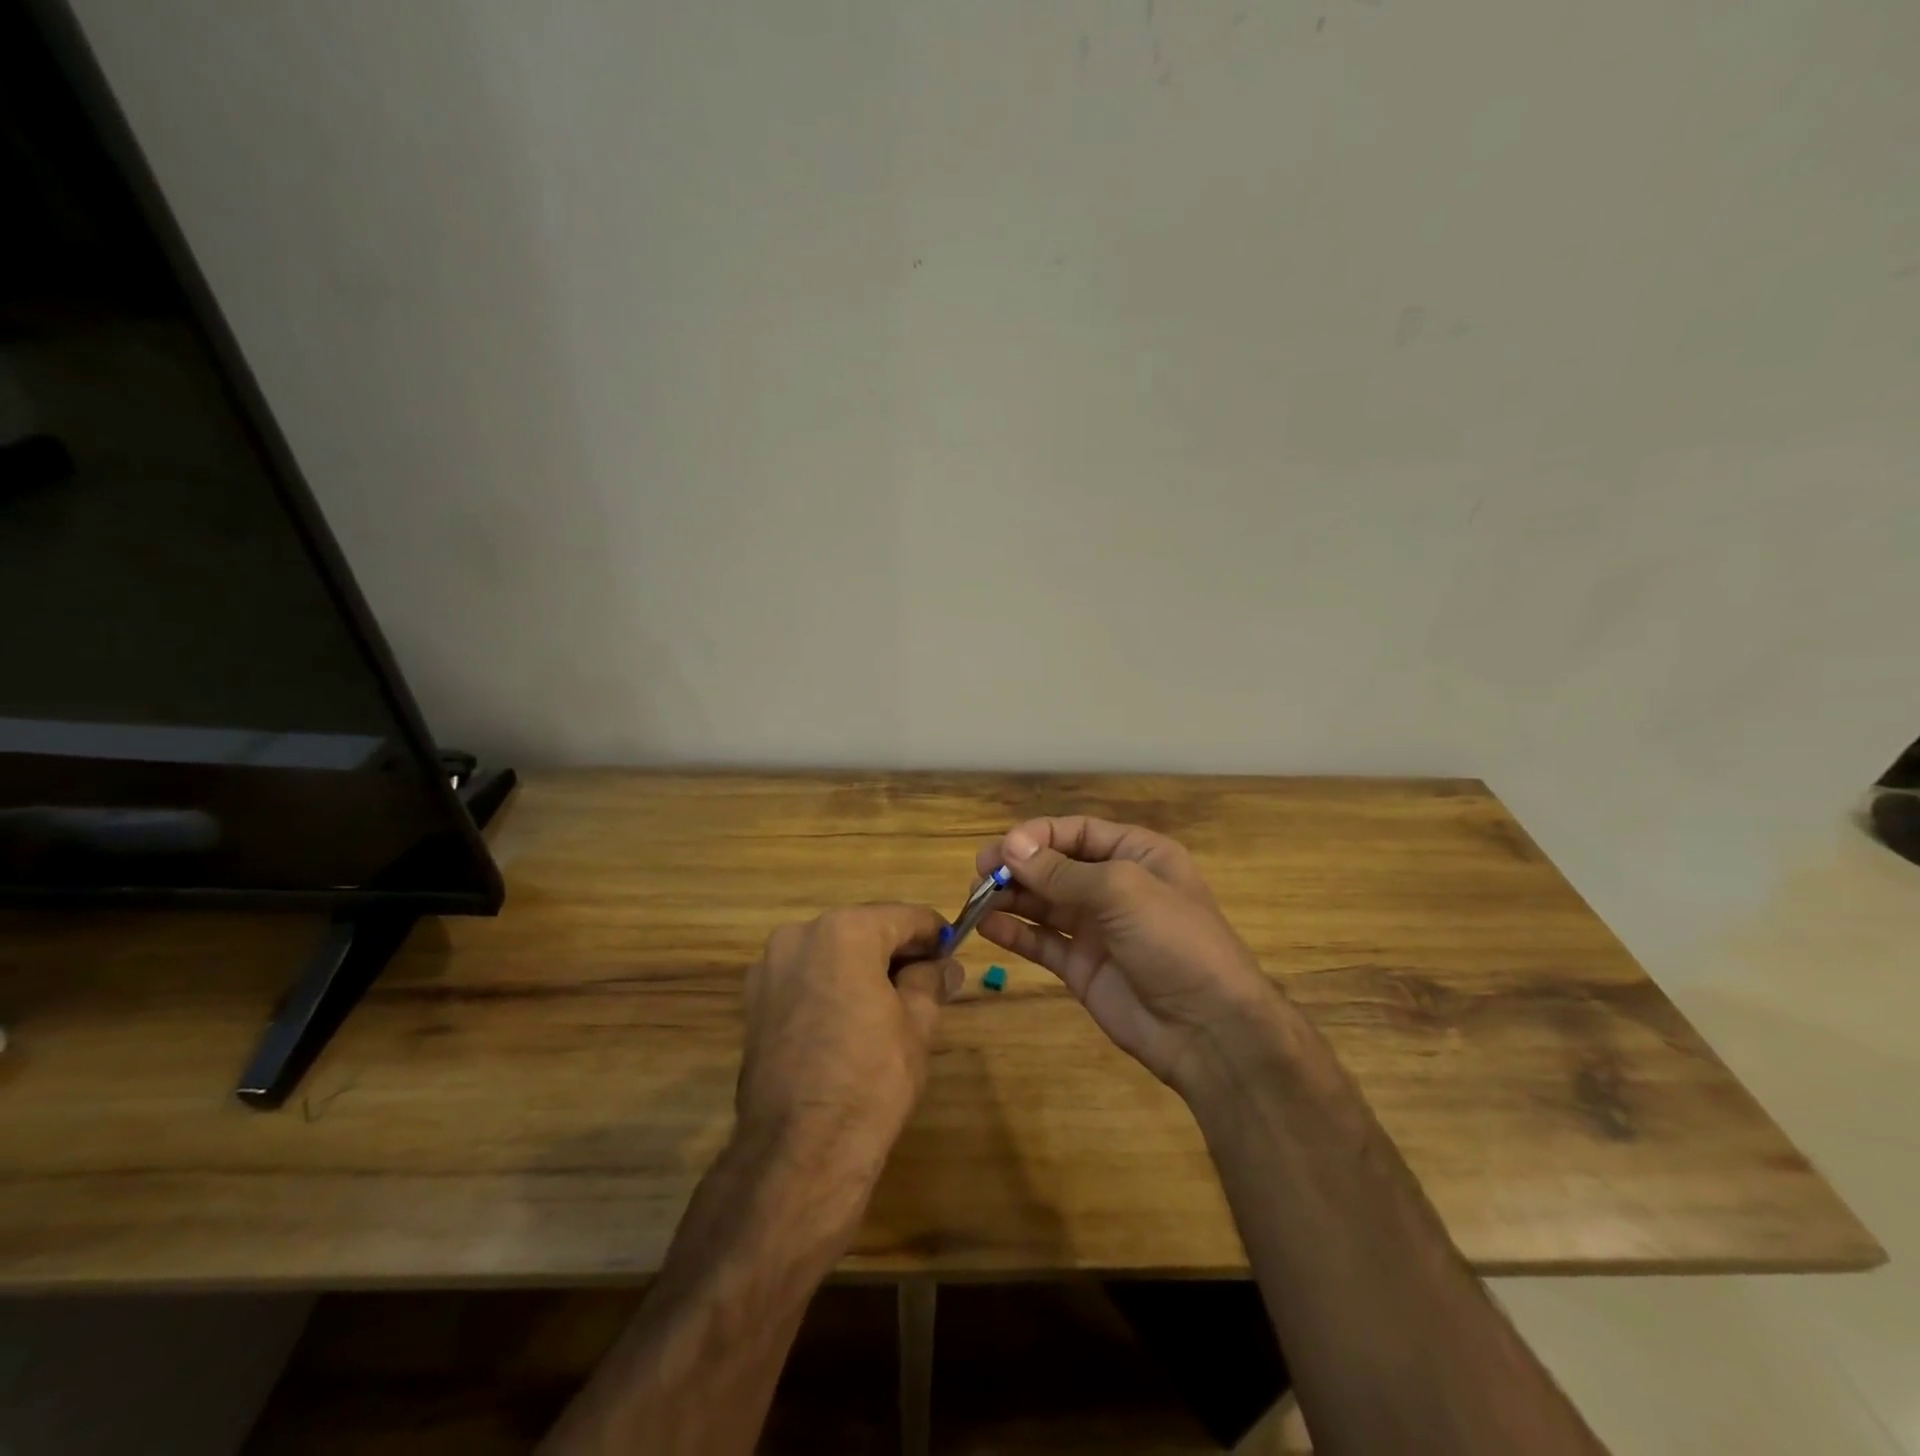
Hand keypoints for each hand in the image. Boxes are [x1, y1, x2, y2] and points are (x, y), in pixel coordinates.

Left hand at [738, 903, 960, 1176]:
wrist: (799, 1150)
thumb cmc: (870, 1078)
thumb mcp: (917, 1025)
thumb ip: (931, 981)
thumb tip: (945, 965)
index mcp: (845, 930)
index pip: (904, 917)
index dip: (934, 934)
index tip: (952, 954)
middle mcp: (800, 935)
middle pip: (864, 929)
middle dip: (896, 950)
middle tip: (928, 982)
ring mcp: (770, 968)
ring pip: (832, 952)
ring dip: (862, 967)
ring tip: (890, 1005)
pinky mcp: (753, 1002)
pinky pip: (805, 978)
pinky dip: (831, 986)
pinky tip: (850, 1022)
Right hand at [977, 817, 1277, 1093]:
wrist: (1209, 1029)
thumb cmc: (1174, 941)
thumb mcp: (1121, 892)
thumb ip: (1062, 872)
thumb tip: (1011, 846)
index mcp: (1136, 855)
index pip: (1077, 832)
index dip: (1038, 836)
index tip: (1002, 849)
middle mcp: (1114, 886)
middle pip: (1055, 865)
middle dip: (1018, 865)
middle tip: (980, 872)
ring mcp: (1097, 928)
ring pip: (1043, 903)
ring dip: (1010, 897)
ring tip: (976, 898)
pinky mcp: (1082, 967)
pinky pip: (1042, 942)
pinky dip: (1015, 932)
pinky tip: (988, 927)